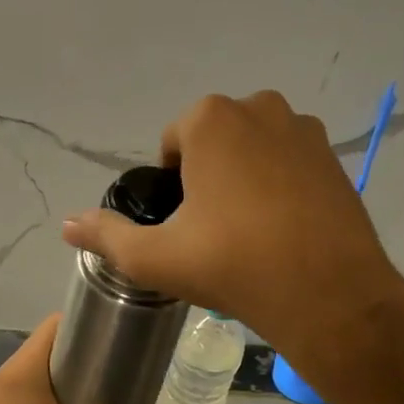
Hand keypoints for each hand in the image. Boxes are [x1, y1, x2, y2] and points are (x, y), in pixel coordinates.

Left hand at [0, 315, 166, 403]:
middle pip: (55, 341)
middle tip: (127, 357)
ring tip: (117, 379)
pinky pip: (42, 382)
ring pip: (49, 363)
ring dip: (79, 366)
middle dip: (90, 344)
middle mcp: (10, 375)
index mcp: (24, 373)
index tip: (123, 330)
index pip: (57, 323)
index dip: (91, 320)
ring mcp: (8, 395)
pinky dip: (66, 384)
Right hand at [62, 91, 403, 400]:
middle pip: (215, 141)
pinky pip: (291, 164)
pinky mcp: (336, 159)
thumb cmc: (233, 265)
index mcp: (211, 119)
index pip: (173, 142)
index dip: (171, 183)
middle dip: (207, 174)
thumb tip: (68, 225)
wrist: (329, 295)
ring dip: (244, 177)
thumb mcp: (156, 257)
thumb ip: (107, 236)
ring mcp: (305, 131)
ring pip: (255, 150)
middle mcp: (260, 108)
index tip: (182, 224)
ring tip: (248, 230)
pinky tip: (283, 229)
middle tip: (212, 230)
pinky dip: (281, 186)